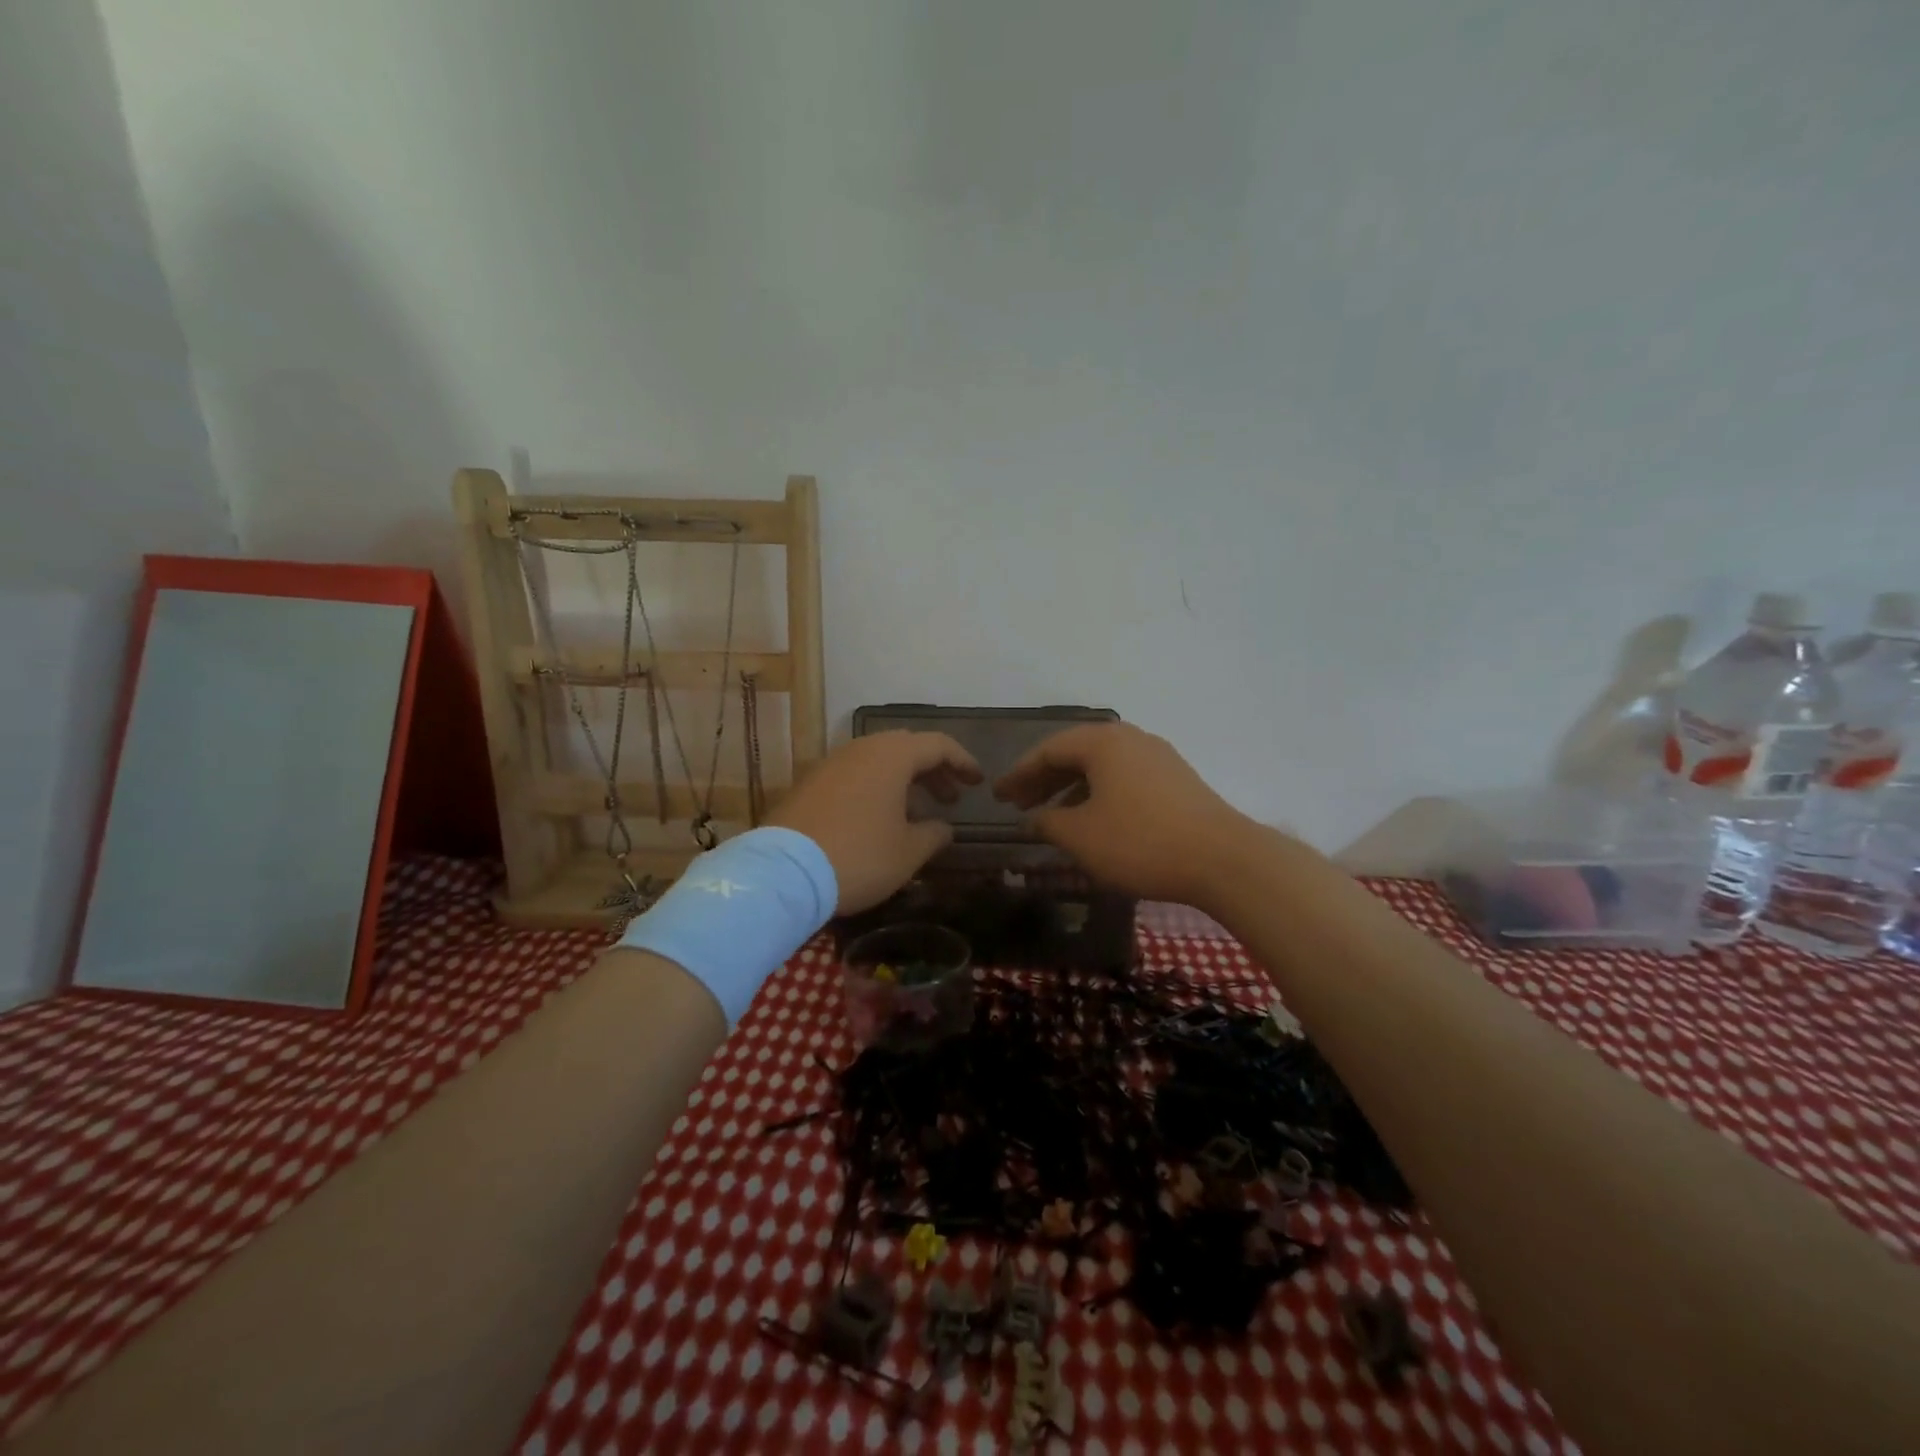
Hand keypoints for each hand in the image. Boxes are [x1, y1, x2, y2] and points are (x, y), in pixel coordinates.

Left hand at [769, 731, 982, 914]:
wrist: (783, 873)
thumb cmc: (859, 856)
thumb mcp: (908, 852)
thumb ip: (934, 834)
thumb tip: (942, 827)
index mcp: (891, 756)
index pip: (938, 745)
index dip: (962, 762)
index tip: (977, 782)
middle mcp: (860, 750)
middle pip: (906, 748)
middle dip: (933, 770)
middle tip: (950, 798)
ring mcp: (830, 764)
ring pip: (877, 761)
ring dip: (903, 780)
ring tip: (917, 811)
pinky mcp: (809, 784)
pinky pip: (854, 775)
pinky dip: (875, 788)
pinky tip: (879, 819)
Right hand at [993, 722, 1259, 907]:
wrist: (1222, 859)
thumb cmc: (1140, 842)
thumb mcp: (1081, 837)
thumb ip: (1047, 823)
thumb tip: (1032, 819)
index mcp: (1102, 742)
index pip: (1048, 750)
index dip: (1018, 774)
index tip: (997, 796)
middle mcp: (1130, 739)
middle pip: (1075, 753)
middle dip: (1043, 779)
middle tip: (1018, 804)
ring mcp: (1158, 756)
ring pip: (1101, 766)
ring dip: (1071, 787)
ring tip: (1052, 815)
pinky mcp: (1176, 779)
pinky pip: (1124, 777)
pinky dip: (1099, 793)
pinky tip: (1094, 820)